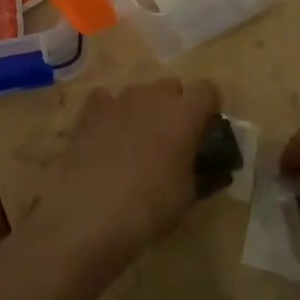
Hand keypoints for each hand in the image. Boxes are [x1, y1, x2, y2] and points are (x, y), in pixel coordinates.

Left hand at [42, 78, 222, 263]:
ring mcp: (119, 99)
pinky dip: (110, 112)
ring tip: (135, 142)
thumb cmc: (149, 206)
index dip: (208, 108)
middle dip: (174, 107)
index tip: (204, 131)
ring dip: (143, 110)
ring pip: (140, 93)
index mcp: (185, 113)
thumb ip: (199, 171)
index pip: (207, 90)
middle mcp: (154, 96)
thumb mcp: (187, 196)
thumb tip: (200, 166)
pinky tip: (106, 136)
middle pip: (172, 87)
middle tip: (170, 140)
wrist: (90, 212)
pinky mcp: (90, 111)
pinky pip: (105, 99)